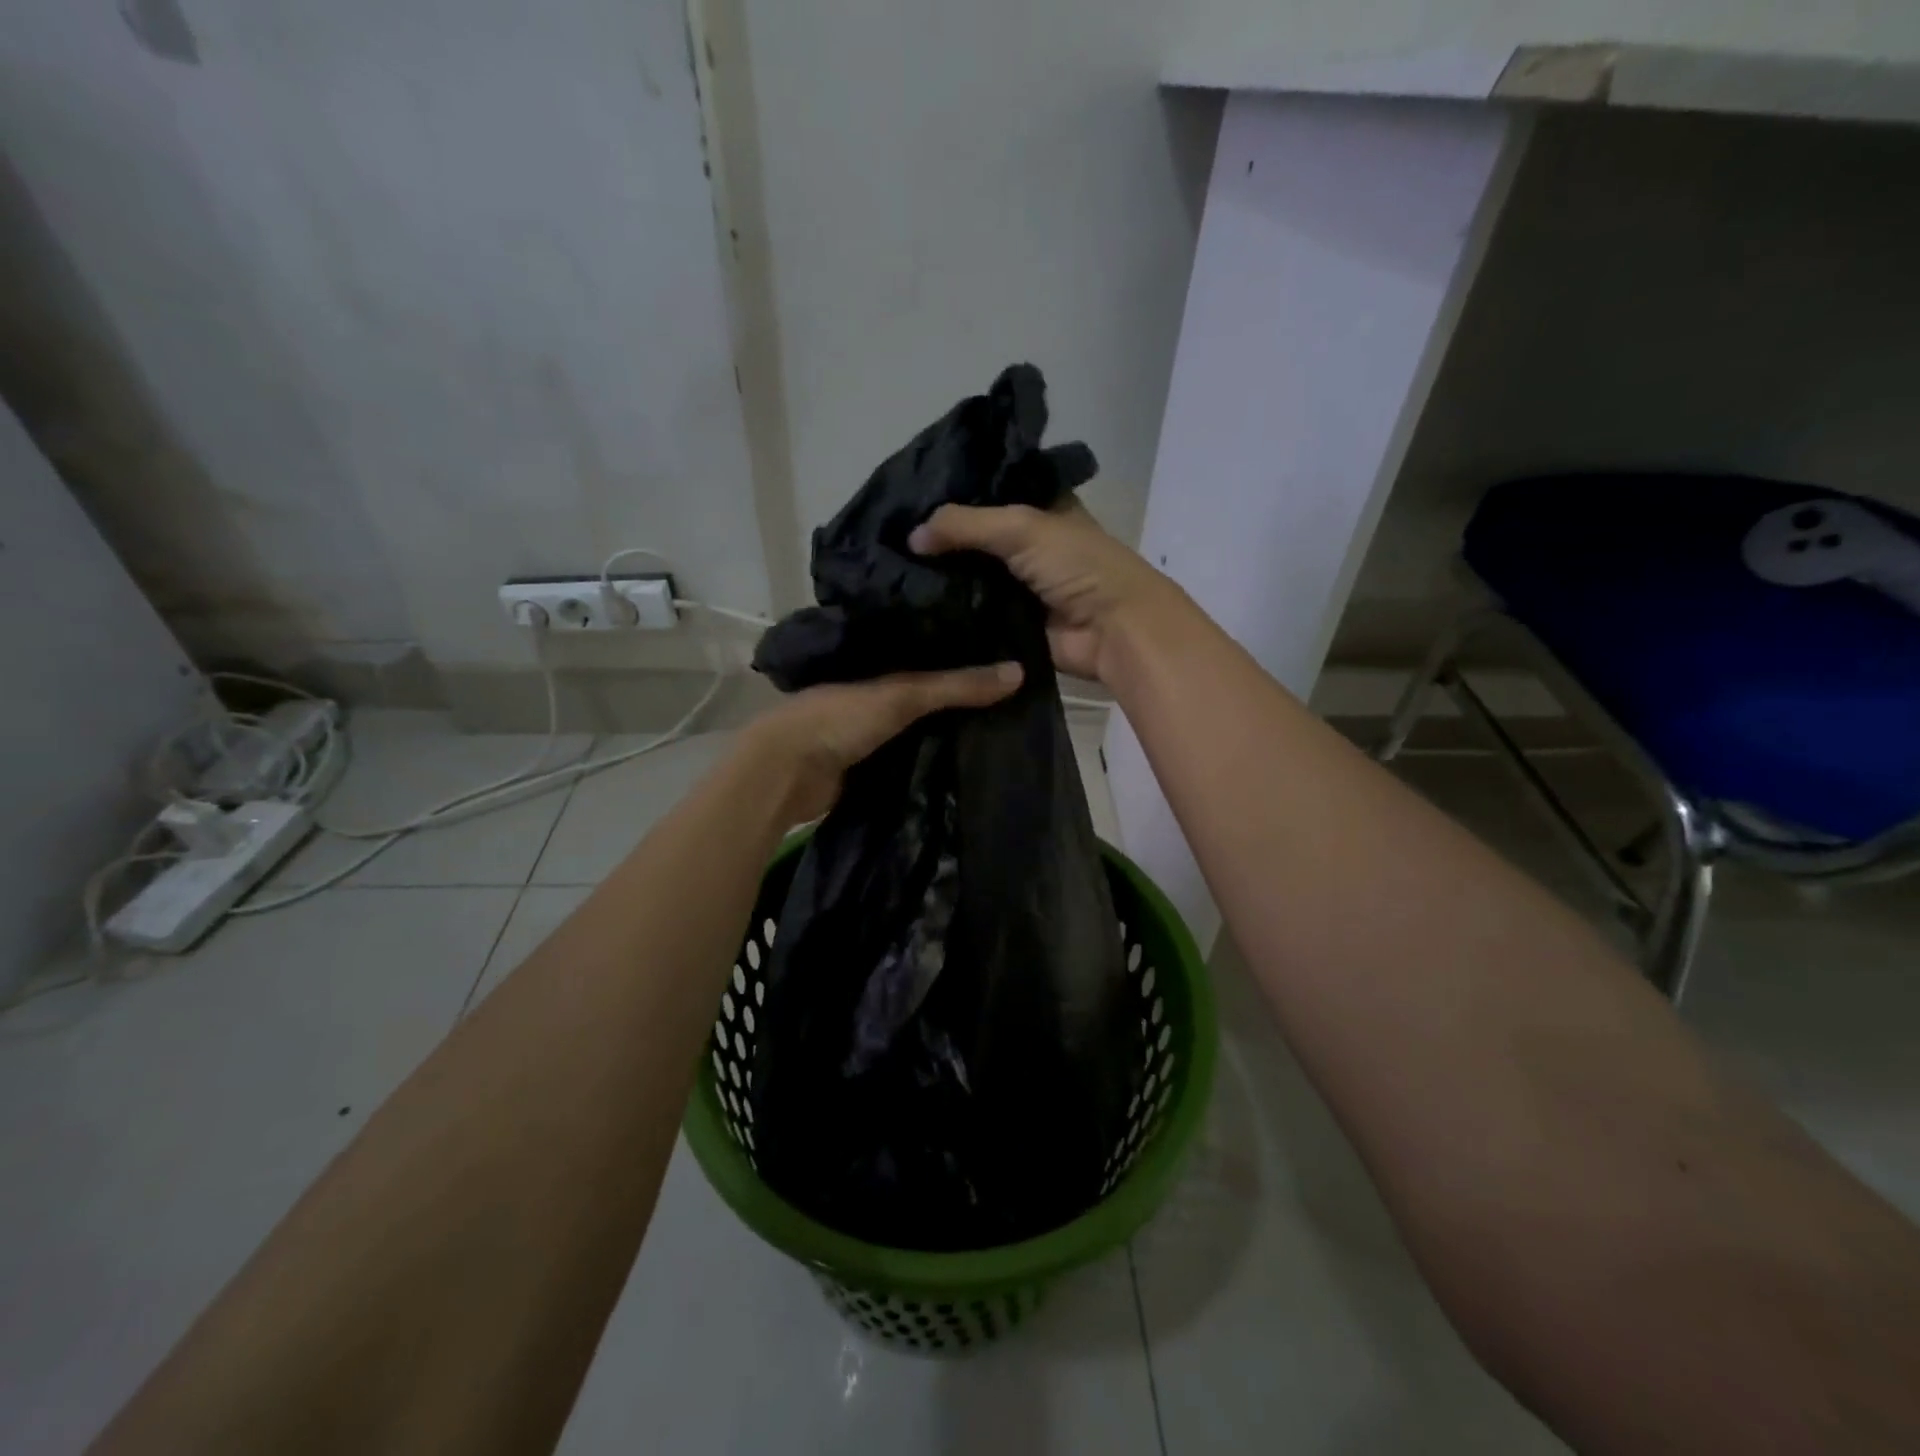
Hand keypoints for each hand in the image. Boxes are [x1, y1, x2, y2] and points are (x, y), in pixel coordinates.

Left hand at [742, 663, 1022, 821]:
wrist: (786, 773)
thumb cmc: (839, 719)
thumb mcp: (901, 695)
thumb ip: (956, 686)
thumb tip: (1019, 673)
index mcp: (876, 660)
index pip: (929, 647)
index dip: (964, 648)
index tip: (1008, 649)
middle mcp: (874, 689)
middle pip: (927, 688)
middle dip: (961, 692)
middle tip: (1015, 692)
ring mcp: (870, 727)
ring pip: (921, 723)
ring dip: (950, 726)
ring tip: (1004, 721)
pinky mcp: (870, 762)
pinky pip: (912, 753)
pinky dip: (935, 754)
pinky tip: (969, 756)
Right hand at [909, 500, 1184, 684]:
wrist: (1112, 631)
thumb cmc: (1077, 566)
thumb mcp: (1020, 527)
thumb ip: (964, 524)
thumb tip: (911, 537)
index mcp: (1038, 507)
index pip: (986, 492)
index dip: (951, 494)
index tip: (904, 498)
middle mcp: (1027, 544)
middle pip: (973, 538)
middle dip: (937, 540)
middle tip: (886, 538)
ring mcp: (1018, 586)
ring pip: (969, 577)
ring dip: (939, 578)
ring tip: (888, 571)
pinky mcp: (1010, 623)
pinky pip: (972, 614)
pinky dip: (949, 612)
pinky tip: (910, 605)